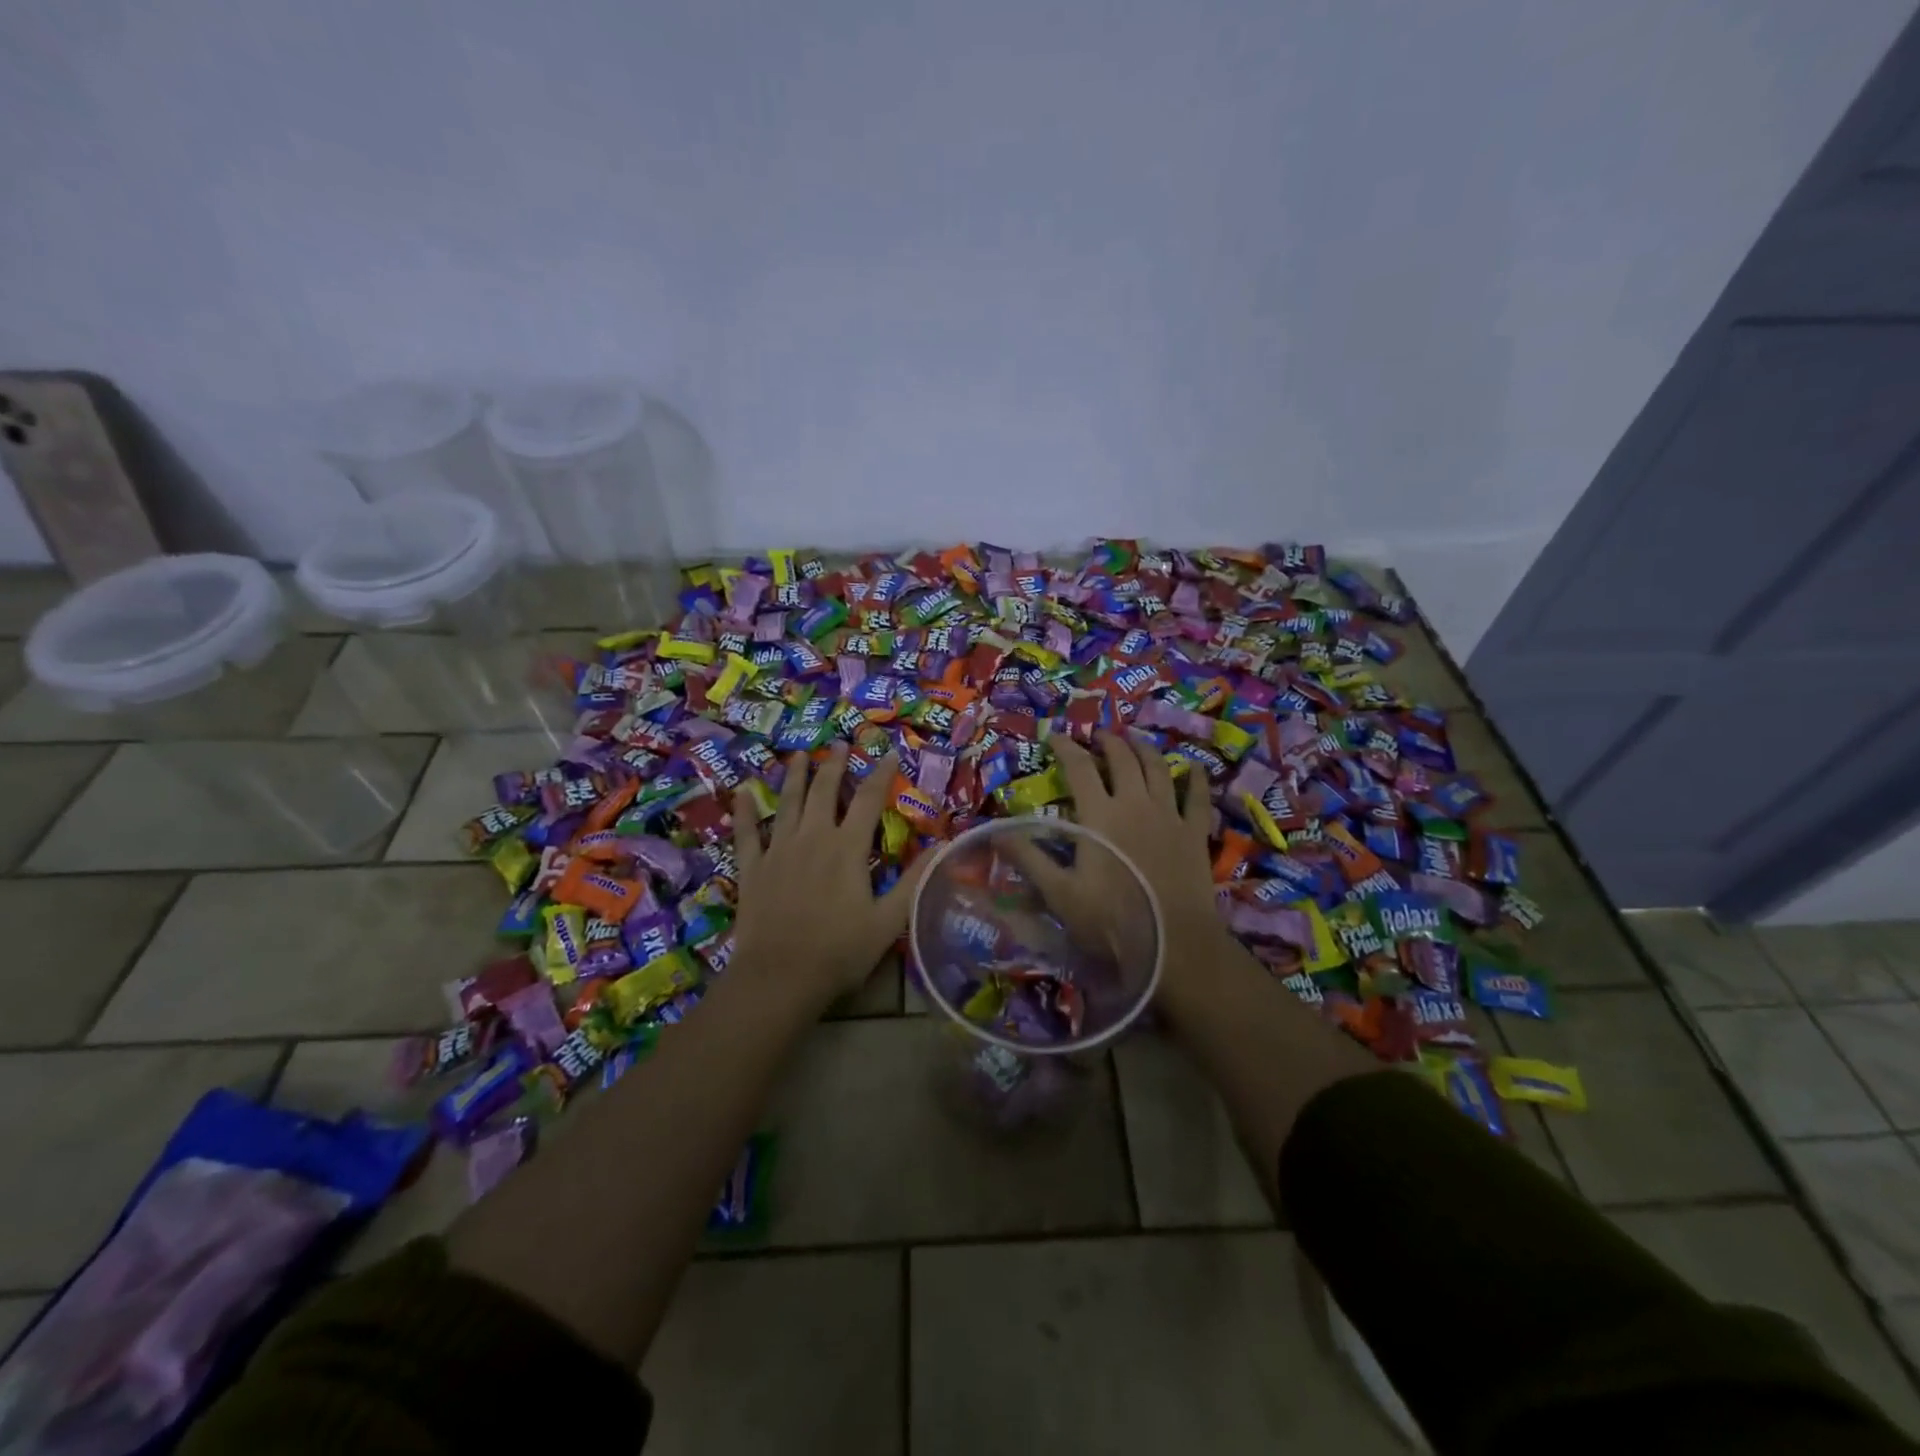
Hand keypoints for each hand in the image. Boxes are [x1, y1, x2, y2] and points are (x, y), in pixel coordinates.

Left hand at [731, 743, 926, 1009]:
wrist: (780, 977)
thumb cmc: (840, 951)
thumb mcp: (889, 920)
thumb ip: (914, 881)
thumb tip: (943, 847)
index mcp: (847, 848)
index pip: (868, 800)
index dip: (881, 774)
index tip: (890, 753)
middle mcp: (812, 838)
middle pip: (824, 791)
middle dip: (834, 765)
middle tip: (838, 743)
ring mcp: (778, 850)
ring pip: (787, 802)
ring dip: (794, 776)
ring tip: (799, 755)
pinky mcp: (752, 868)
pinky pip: (747, 833)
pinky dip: (745, 812)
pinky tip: (743, 793)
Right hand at [1010, 733, 1231, 1017]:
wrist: (1175, 945)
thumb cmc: (1111, 921)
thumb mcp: (1059, 893)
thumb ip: (1028, 859)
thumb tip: (996, 831)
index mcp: (1100, 815)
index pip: (1080, 769)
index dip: (1066, 748)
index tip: (1055, 735)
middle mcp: (1136, 805)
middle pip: (1123, 760)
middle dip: (1109, 742)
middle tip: (1098, 735)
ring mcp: (1169, 817)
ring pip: (1159, 770)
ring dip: (1145, 750)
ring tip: (1136, 740)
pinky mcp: (1195, 834)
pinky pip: (1198, 799)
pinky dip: (1196, 780)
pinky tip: (1194, 767)